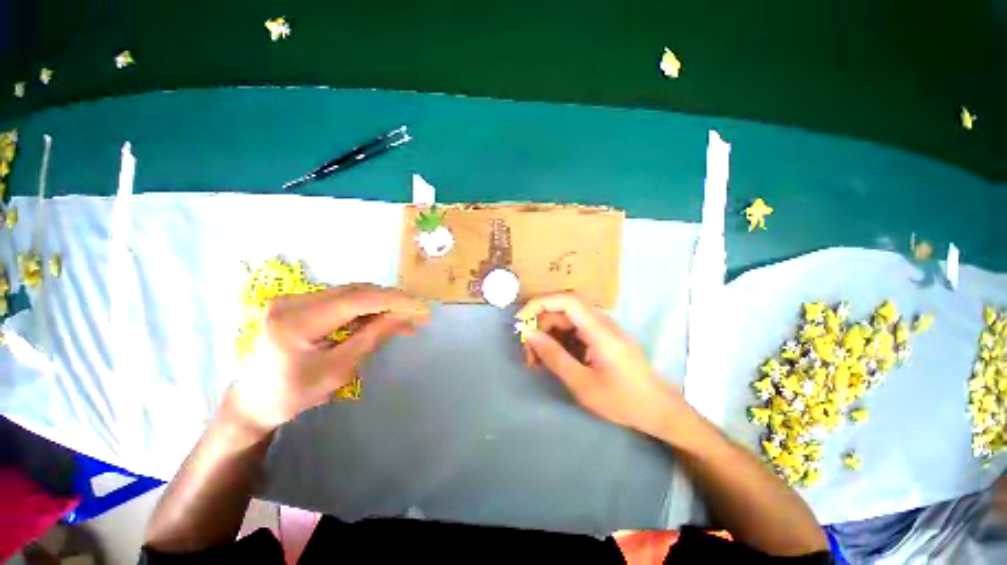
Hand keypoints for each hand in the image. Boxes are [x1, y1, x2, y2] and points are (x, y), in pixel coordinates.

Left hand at [229, 284, 429, 432]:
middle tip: (418, 313)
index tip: (421, 307)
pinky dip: (365, 308)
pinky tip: (381, 319)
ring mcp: (294, 298)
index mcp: (297, 322)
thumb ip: (372, 337)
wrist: (254, 400)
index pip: (357, 300)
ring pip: (351, 293)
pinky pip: (342, 299)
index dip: (394, 301)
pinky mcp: (299, 302)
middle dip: (392, 301)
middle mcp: (293, 300)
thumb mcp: (338, 369)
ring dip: (381, 304)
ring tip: (404, 319)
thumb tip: (404, 316)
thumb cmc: (294, 394)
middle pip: (356, 291)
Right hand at [517, 292, 684, 437]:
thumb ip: (553, 356)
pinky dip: (559, 342)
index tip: (521, 321)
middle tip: (527, 352)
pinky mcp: (602, 337)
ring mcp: (602, 329)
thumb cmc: (623, 401)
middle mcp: (601, 322)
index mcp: (599, 330)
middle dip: (540, 326)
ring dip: (547, 335)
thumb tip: (528, 333)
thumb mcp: (582, 384)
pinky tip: (552, 360)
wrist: (660, 410)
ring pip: (566, 321)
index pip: (566, 300)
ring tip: (536, 361)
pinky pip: (574, 331)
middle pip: (562, 311)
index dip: (540, 303)